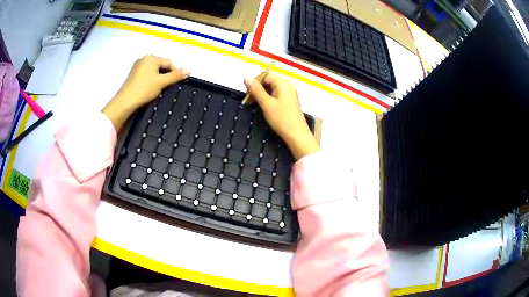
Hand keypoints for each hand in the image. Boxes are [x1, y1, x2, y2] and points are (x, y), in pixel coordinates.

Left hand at [103, 54, 189, 130]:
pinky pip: (147, 74)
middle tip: (168, 87)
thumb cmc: (144, 89)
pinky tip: (150, 89)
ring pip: (154, 71)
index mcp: (151, 57)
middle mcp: (144, 59)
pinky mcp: (133, 75)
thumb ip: (176, 76)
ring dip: (159, 78)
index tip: (177, 83)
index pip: (168, 63)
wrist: (125, 102)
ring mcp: (137, 66)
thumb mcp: (162, 82)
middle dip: (166, 75)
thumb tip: (189, 70)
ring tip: (159, 89)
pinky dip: (151, 80)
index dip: (175, 72)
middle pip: (161, 65)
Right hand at [244, 73, 319, 159]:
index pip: (265, 75)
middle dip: (256, 89)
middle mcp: (287, 86)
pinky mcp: (288, 102)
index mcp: (283, 83)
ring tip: (252, 104)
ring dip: (260, 95)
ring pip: (270, 89)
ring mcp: (289, 94)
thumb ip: (256, 90)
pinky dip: (267, 99)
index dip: (254, 82)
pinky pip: (275, 95)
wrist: (297, 136)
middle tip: (247, 101)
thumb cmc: (282, 119)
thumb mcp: (266, 104)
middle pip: (268, 81)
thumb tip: (245, 76)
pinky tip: (261, 107)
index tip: (246, 93)